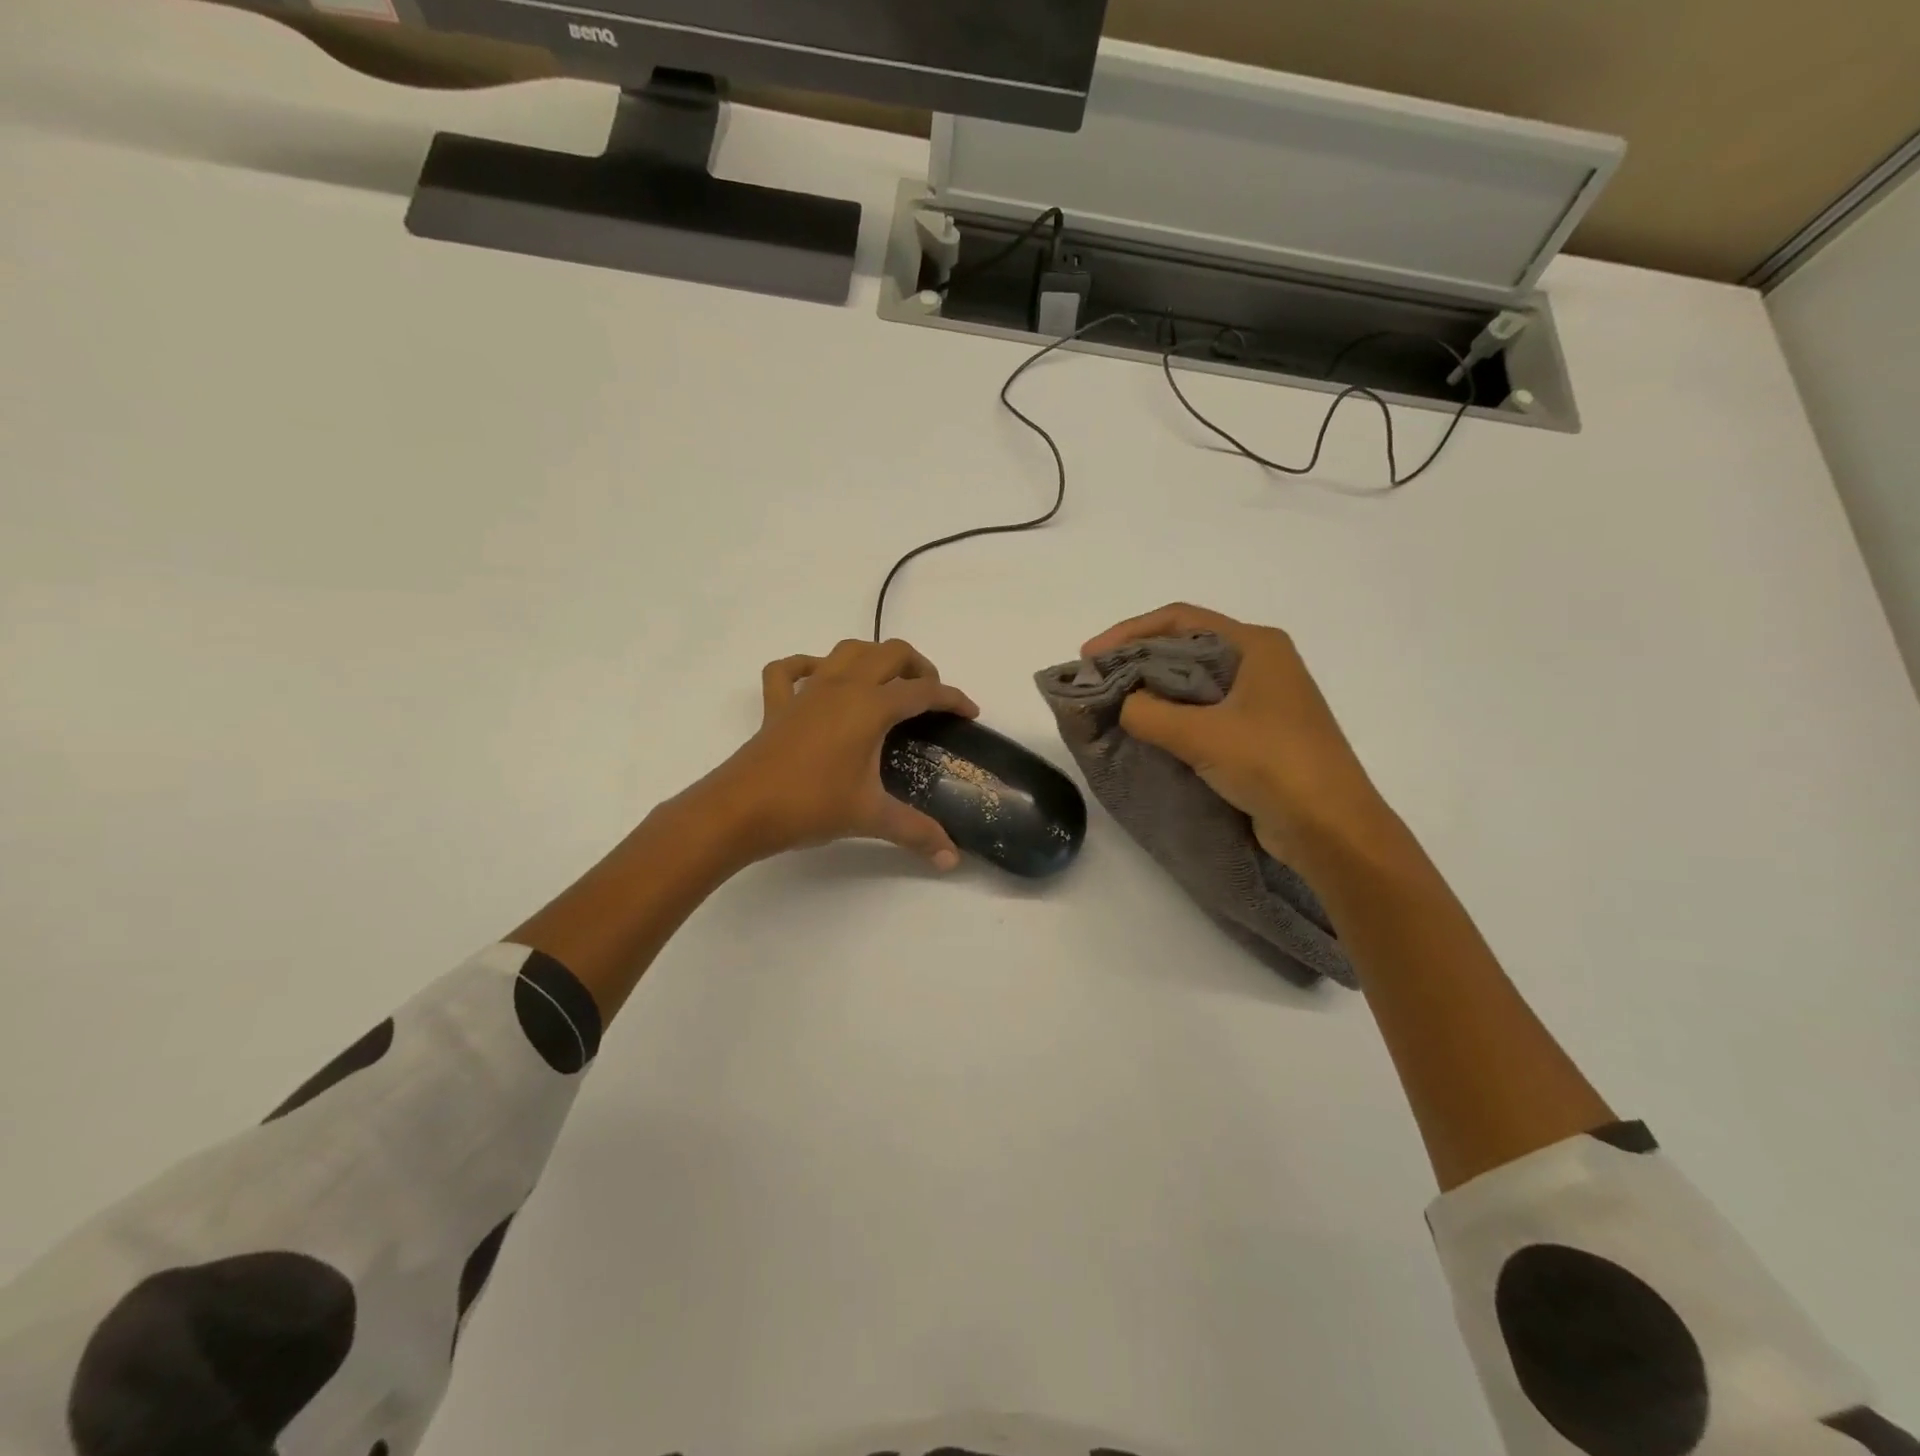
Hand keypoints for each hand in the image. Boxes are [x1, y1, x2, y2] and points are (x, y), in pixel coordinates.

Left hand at [696, 638, 978, 868]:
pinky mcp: (777, 704)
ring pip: (847, 651)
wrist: (740, 810)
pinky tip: (817, 679)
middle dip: (918, 667)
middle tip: (930, 697)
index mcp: (870, 706)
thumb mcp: (870, 817)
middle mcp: (842, 686)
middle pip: (890, 653)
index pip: (922, 692)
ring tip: (887, 684)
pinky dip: (808, 666)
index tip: (969, 712)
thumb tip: (951, 859)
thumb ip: (916, 833)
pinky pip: (790, 670)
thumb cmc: (810, 805)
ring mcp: (807, 691)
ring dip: (874, 658)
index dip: (952, 698)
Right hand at [1082, 604, 1398, 866]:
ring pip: (1193, 683)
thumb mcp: (1203, 734)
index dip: (1129, 632)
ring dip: (1152, 691)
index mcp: (1255, 646)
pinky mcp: (1256, 734)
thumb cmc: (1274, 765)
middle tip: (1096, 683)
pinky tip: (1144, 733)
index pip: (1180, 620)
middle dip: (1137, 661)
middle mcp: (1259, 664)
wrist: (1332, 830)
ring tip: (1112, 707)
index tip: (1090, 656)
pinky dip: (1170, 718)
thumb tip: (1122, 705)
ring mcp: (1260, 700)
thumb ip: (1150, 713)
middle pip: (1185, 647)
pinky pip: (1202, 713)